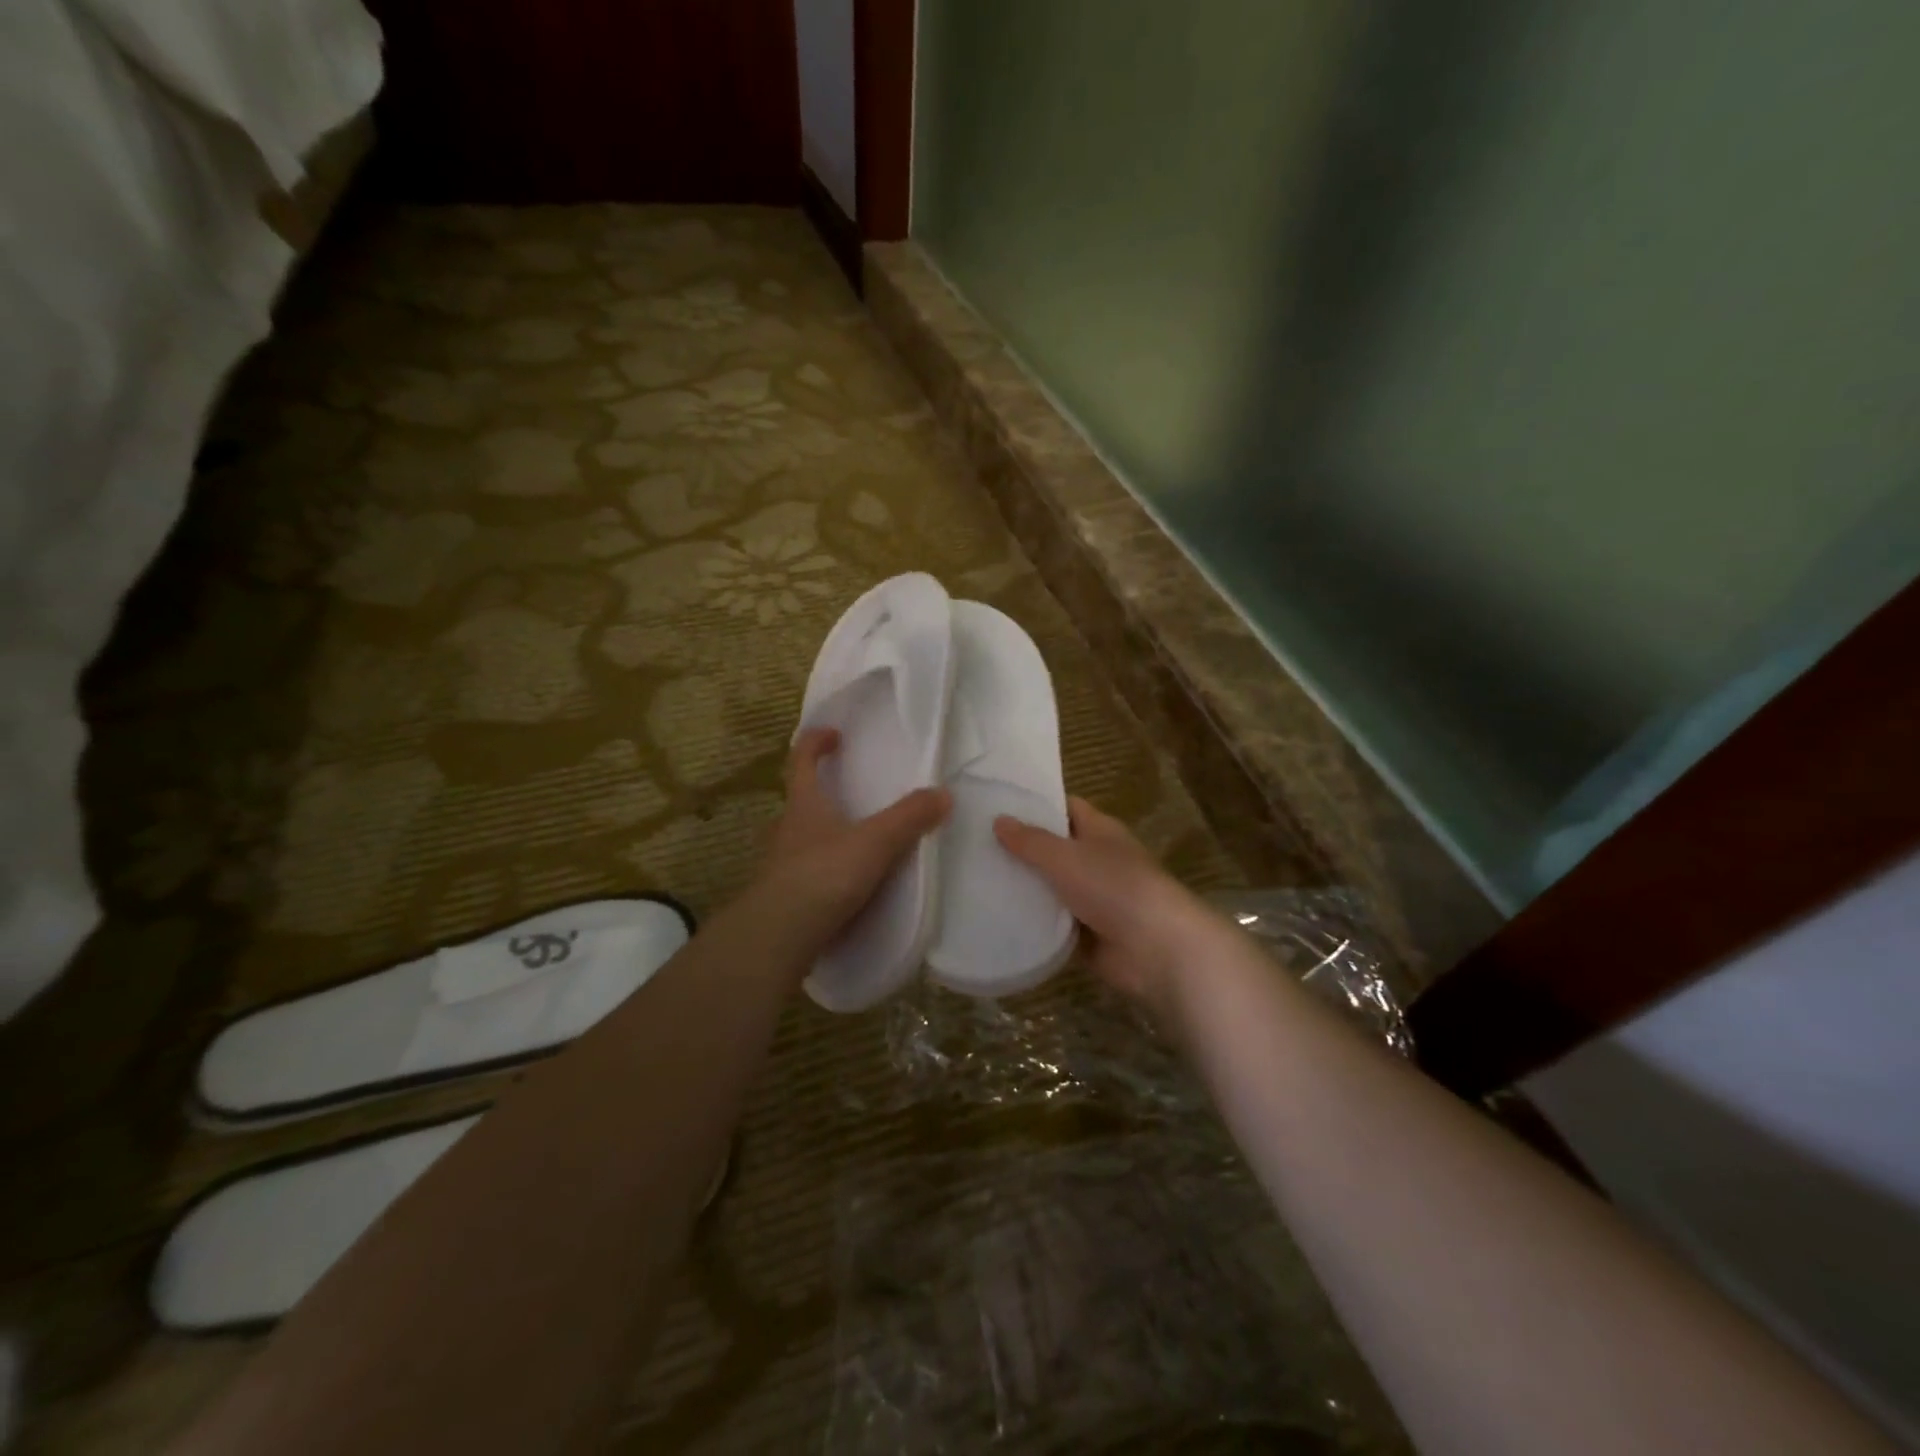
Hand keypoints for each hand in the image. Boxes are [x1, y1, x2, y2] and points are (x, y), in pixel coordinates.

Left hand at [756, 728, 950, 948]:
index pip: (801, 760)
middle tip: (847, 793)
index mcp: (804, 804)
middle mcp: (787, 829)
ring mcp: (781, 864)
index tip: (833, 734)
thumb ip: (909, 817)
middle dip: (820, 792)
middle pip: (799, 800)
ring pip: (801, 839)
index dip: (814, 741)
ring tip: (853, 842)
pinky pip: (806, 873)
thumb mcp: (876, 842)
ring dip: (822, 834)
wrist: (780, 935)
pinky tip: (845, 885)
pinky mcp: (785, 897)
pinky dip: (824, 871)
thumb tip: (943, 793)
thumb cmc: (824, 874)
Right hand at [994, 797, 1212, 1022]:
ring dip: (1022, 888)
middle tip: (973, 844)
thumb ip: (1030, 841)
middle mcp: (1096, 861)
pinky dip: (1031, 922)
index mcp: (1100, 831)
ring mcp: (1092, 899)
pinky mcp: (1086, 935)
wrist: (1156, 949)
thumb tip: (998, 820)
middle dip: (1020, 849)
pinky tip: (994, 917)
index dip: (1034, 804)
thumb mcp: (1066, 857)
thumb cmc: (1114, 888)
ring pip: (1050, 888)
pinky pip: (1052, 923)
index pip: (1064, 808)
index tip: (996, 803)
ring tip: (975, 879)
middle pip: (1053, 849)